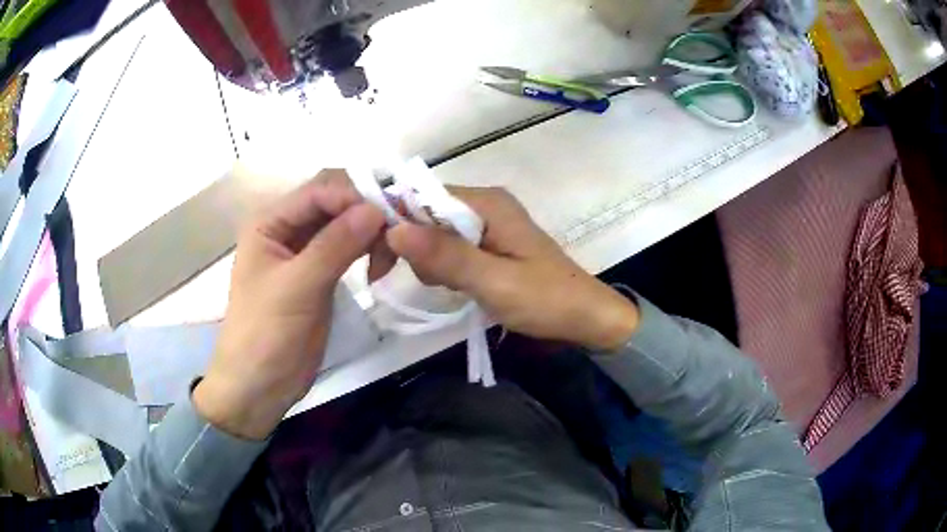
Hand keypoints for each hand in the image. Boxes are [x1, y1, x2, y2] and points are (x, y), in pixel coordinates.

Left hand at [194, 170, 385, 439]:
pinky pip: (347, 249)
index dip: (352, 196)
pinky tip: (381, 262)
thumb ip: (334, 245)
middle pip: (332, 204)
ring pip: (343, 225)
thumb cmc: (265, 333)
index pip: (317, 191)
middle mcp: (287, 229)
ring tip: (390, 253)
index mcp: (270, 222)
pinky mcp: (320, 275)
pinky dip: (366, 249)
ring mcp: (305, 252)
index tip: (388, 214)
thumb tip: (376, 209)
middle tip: (396, 232)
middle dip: (364, 210)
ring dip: (368, 231)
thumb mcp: (297, 287)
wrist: (259, 385)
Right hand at [384, 187, 638, 350]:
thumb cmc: (545, 300)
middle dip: (411, 244)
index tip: (377, 256)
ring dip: (427, 260)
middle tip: (413, 279)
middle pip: (424, 212)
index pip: (422, 195)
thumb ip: (446, 256)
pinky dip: (441, 266)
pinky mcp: (487, 245)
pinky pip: (449, 248)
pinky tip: (452, 286)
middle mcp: (484, 205)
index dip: (393, 219)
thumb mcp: (494, 281)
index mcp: (486, 203)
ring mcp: (486, 224)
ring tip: (446, 287)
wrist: (585, 318)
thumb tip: (393, 228)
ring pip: (433, 233)